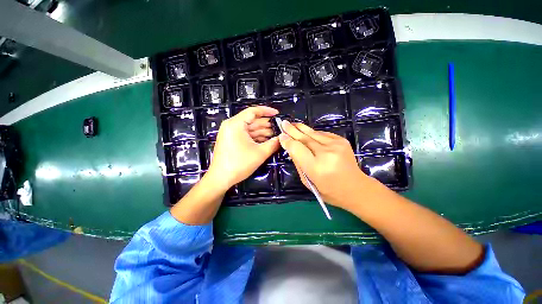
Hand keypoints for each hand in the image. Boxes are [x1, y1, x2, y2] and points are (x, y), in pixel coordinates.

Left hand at [207, 106, 279, 190]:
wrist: (221, 178)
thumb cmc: (239, 164)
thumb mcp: (260, 153)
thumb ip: (274, 144)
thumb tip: (283, 138)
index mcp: (236, 124)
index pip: (253, 111)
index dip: (267, 111)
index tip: (278, 114)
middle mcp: (231, 125)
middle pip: (252, 120)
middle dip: (267, 124)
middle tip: (279, 128)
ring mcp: (230, 133)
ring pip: (250, 128)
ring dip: (262, 132)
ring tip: (275, 135)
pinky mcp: (231, 140)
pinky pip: (246, 135)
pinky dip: (256, 137)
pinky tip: (266, 141)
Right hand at [278, 121, 371, 209]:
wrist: (356, 188)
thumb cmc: (328, 190)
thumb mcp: (308, 181)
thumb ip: (298, 163)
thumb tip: (290, 146)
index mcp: (316, 167)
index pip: (297, 149)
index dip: (288, 141)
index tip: (281, 135)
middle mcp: (327, 153)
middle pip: (305, 138)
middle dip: (292, 130)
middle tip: (284, 123)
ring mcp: (336, 145)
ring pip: (313, 133)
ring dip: (302, 129)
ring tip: (293, 124)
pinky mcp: (342, 141)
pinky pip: (322, 134)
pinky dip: (313, 133)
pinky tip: (307, 132)